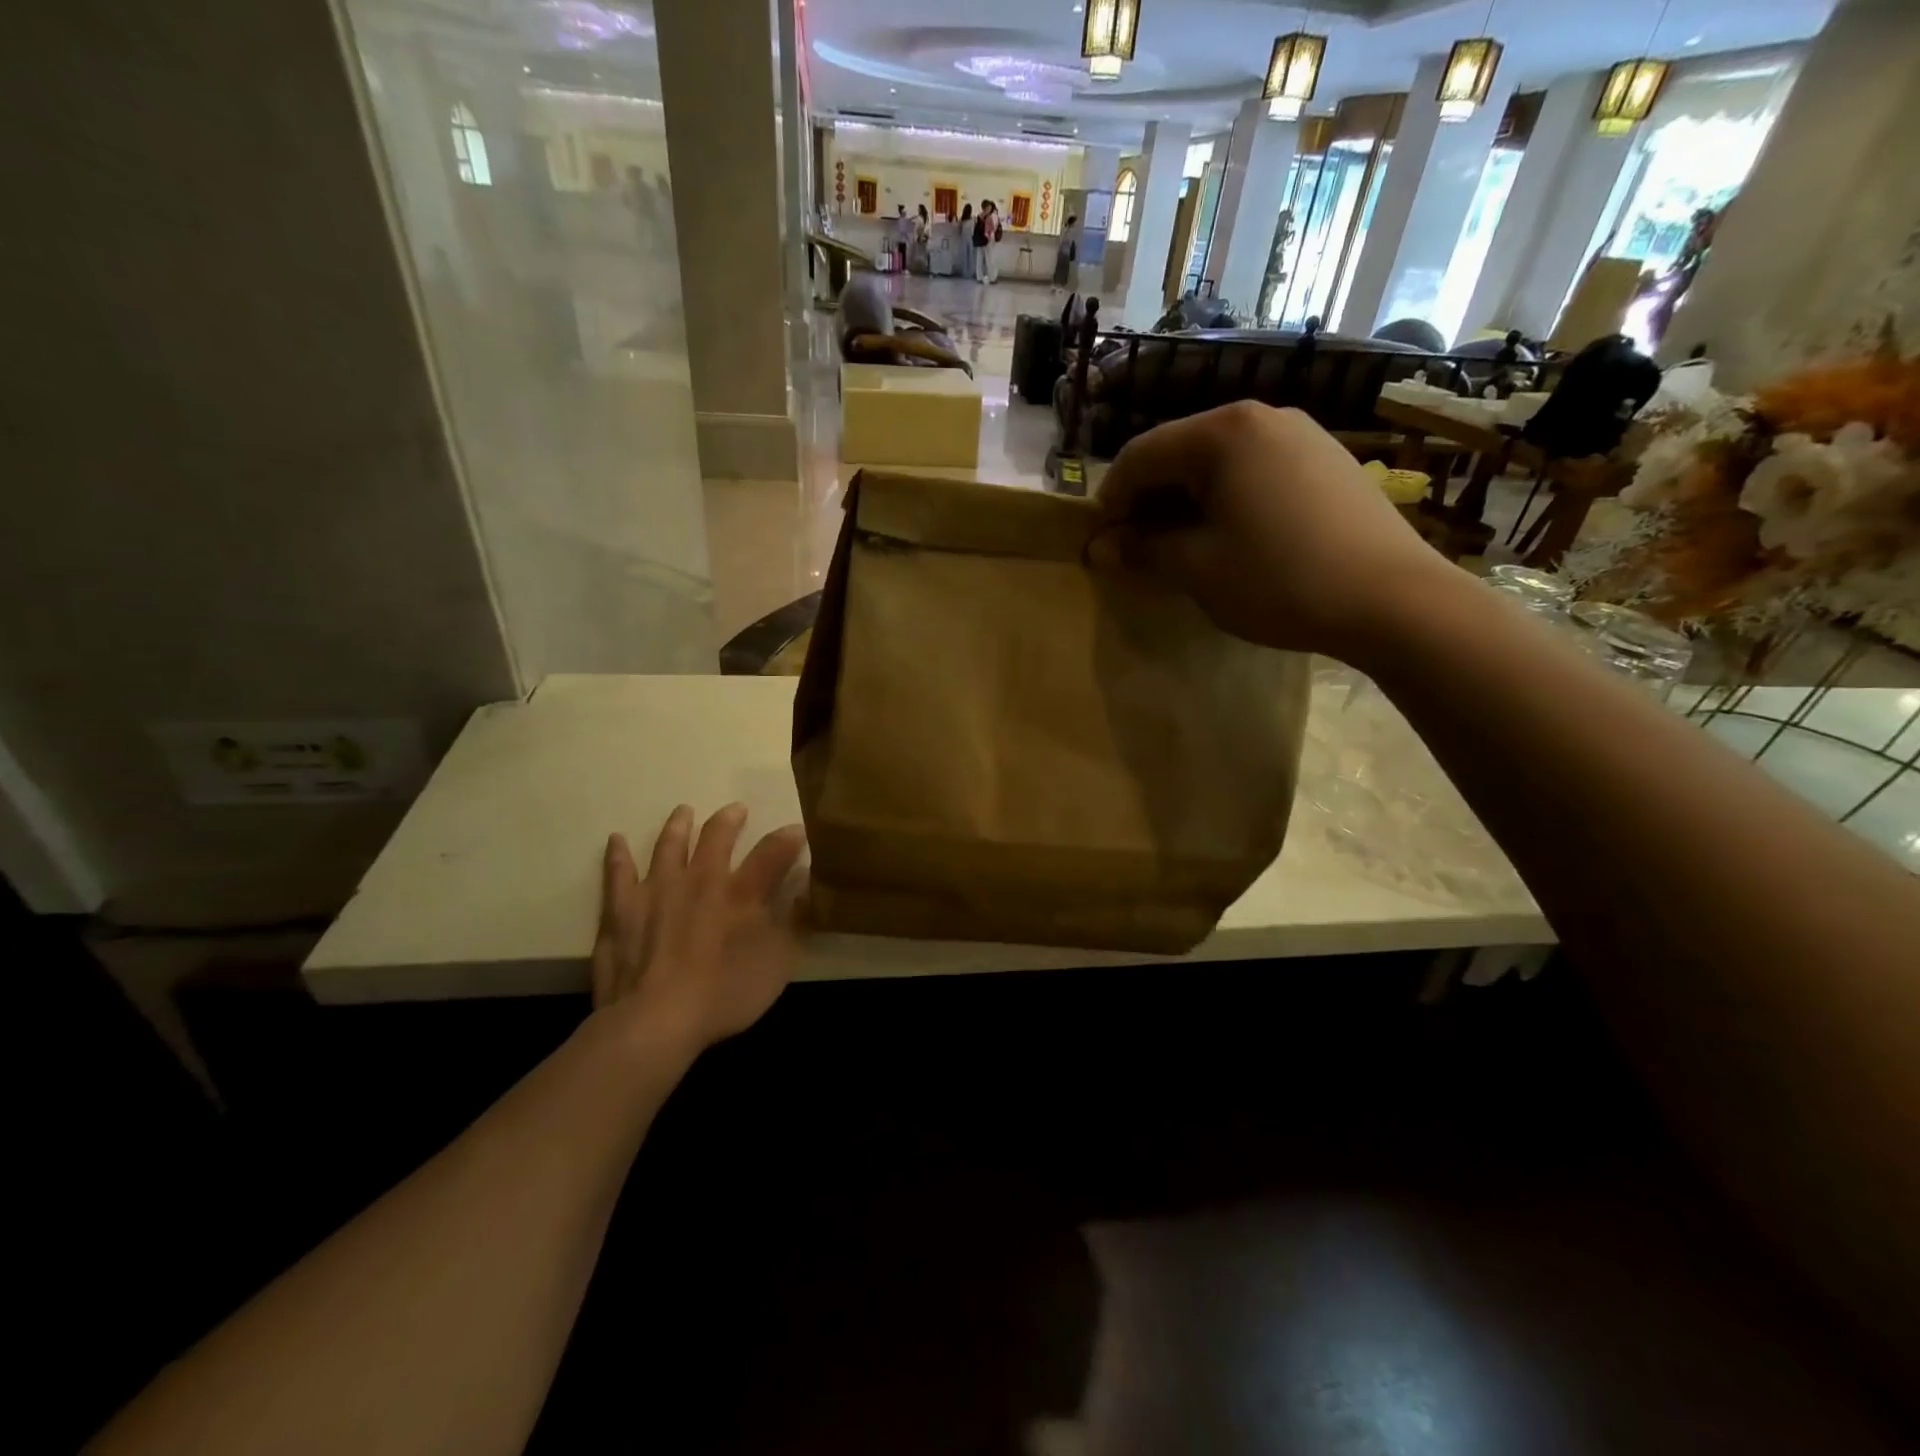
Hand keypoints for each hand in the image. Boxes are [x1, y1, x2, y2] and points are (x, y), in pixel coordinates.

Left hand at [590, 804, 806, 1055]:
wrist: (655, 1022)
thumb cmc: (725, 994)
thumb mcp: (779, 963)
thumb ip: (796, 923)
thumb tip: (809, 889)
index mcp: (742, 892)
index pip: (772, 852)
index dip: (788, 838)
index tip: (797, 829)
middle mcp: (700, 879)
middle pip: (717, 836)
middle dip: (730, 820)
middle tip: (736, 809)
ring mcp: (657, 890)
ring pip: (669, 845)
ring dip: (678, 826)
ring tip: (684, 811)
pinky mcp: (621, 909)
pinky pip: (618, 873)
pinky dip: (618, 855)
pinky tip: (617, 840)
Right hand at [1087, 402, 1455, 657]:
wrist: (1394, 600)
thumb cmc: (1280, 580)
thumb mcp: (1198, 568)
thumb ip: (1142, 550)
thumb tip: (1100, 547)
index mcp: (1223, 433)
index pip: (1141, 455)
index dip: (1110, 500)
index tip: (1099, 543)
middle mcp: (1261, 417)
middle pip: (1180, 453)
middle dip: (1149, 501)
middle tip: (1135, 550)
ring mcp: (1301, 435)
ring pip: (1219, 463)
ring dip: (1186, 503)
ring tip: (1180, 548)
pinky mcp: (1327, 461)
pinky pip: (1256, 472)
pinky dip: (1227, 501)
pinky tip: (1231, 539)